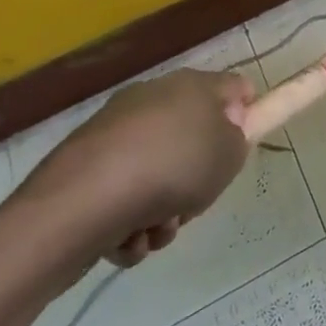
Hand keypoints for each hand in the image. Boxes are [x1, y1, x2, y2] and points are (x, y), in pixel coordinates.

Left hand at [12, 68, 254, 273]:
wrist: (81, 204)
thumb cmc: (171, 168)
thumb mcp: (228, 154)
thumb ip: (237, 140)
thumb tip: (223, 132)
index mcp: (189, 85)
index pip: (232, 88)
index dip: (245, 115)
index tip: (238, 150)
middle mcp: (152, 99)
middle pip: (193, 137)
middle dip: (197, 177)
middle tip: (196, 199)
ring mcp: (115, 133)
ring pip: (158, 174)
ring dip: (163, 210)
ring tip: (155, 231)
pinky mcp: (85, 169)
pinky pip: (124, 197)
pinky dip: (129, 223)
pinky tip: (126, 240)